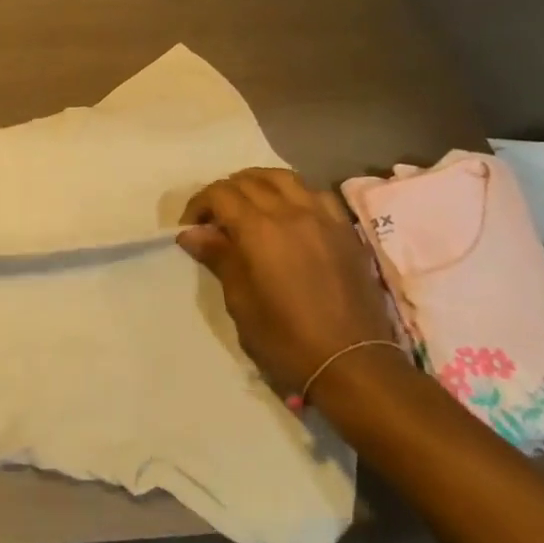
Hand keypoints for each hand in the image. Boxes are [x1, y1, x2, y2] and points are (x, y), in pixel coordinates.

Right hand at [178, 168, 395, 394]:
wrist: (353, 365)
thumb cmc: (286, 339)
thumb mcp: (241, 302)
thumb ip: (219, 257)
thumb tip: (192, 233)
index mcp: (259, 230)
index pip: (220, 194)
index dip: (199, 204)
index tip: (190, 228)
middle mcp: (291, 212)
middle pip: (249, 181)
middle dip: (225, 193)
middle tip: (214, 219)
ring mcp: (322, 217)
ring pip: (284, 178)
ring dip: (258, 183)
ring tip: (248, 204)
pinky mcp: (345, 230)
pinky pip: (316, 193)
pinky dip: (294, 193)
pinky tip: (288, 212)